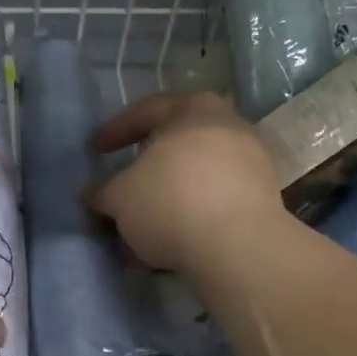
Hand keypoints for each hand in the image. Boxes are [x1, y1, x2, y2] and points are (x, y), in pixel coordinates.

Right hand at [89, 92, 287, 274]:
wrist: (239, 246)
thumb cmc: (171, 200)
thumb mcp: (119, 196)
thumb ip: (102, 191)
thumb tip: (93, 196)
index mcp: (194, 109)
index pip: (146, 111)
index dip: (115, 131)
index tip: (95, 151)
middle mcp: (229, 126)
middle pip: (175, 145)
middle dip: (145, 171)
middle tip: (122, 188)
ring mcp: (251, 163)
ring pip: (195, 178)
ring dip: (166, 200)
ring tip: (141, 228)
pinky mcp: (263, 201)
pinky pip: (214, 202)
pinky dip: (189, 216)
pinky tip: (169, 242)